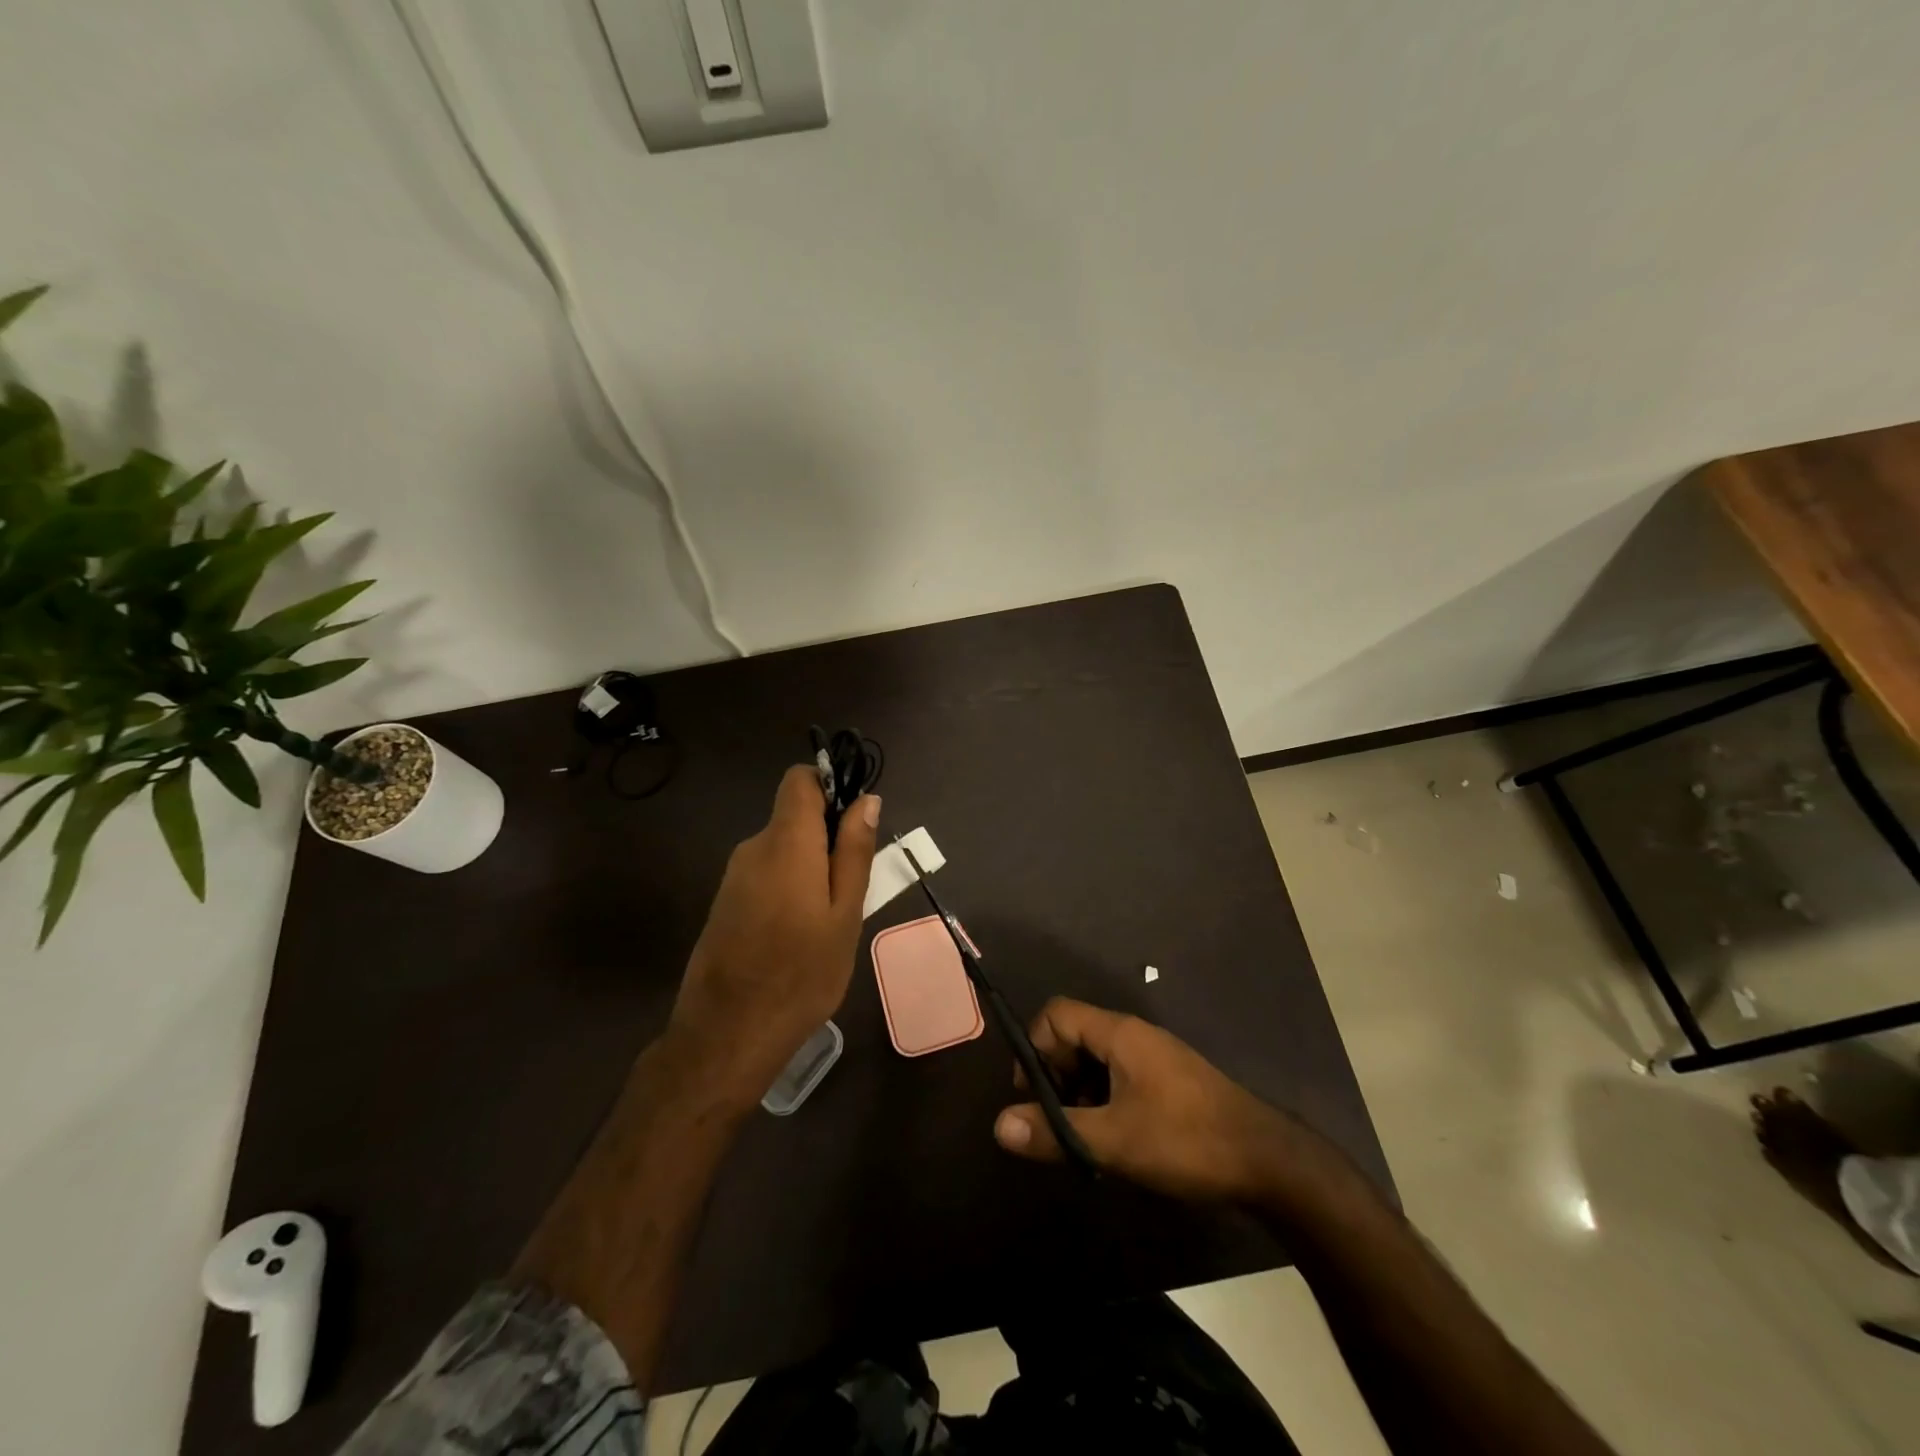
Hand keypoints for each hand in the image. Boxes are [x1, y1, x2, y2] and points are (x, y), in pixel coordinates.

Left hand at [668, 766, 878, 1106]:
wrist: (727, 1035)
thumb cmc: (801, 974)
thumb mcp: (845, 914)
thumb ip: (854, 852)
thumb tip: (867, 799)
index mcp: (786, 842)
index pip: (800, 779)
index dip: (830, 786)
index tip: (855, 822)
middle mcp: (754, 848)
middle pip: (794, 816)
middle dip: (828, 838)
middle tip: (853, 889)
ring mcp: (734, 876)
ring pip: (783, 849)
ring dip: (811, 867)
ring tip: (830, 920)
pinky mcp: (726, 902)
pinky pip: (766, 874)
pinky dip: (790, 887)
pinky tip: (800, 934)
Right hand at [994, 997, 1301, 1202]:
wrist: (1267, 1162)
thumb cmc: (1186, 1141)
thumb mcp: (1114, 1141)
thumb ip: (1055, 1132)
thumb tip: (999, 1125)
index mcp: (1119, 1034)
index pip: (1056, 1015)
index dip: (1035, 1048)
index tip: (1033, 1095)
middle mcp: (1134, 1035)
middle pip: (1073, 1037)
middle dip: (1055, 1076)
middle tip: (1056, 1124)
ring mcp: (1155, 1058)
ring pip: (1097, 1062)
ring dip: (1080, 1094)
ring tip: (1083, 1139)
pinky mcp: (1169, 1082)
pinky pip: (1120, 1078)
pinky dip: (1105, 1102)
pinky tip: (1113, 1142)